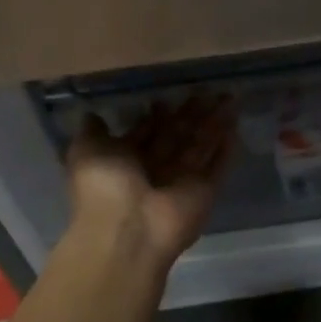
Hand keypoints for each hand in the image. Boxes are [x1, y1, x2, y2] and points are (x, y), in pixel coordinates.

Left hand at [67, 95, 235, 268]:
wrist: (129, 230)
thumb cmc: (105, 187)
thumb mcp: (86, 152)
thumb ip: (92, 132)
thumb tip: (92, 114)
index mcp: (128, 160)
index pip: (147, 133)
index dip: (156, 117)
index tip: (165, 99)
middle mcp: (156, 169)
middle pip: (178, 136)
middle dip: (191, 114)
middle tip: (205, 91)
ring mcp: (183, 180)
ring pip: (201, 145)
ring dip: (214, 122)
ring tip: (227, 97)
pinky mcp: (205, 191)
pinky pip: (218, 165)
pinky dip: (226, 147)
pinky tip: (234, 125)